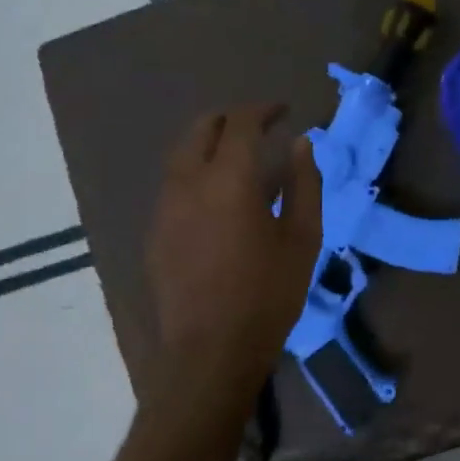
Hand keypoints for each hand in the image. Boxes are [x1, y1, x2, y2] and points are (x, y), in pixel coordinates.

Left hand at [143, 103, 321, 393]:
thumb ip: (304, 184)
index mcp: (228, 179)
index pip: (241, 122)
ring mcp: (164, 207)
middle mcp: (188, 182)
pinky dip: (196, 172)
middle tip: (260, 127)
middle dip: (231, 119)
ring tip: (240, 160)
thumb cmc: (268, 294)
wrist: (210, 351)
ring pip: (182, 154)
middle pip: (201, 128)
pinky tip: (218, 199)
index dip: (263, 109)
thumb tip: (302, 144)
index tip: (284, 110)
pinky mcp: (155, 231)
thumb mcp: (303, 238)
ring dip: (210, 144)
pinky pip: (174, 184)